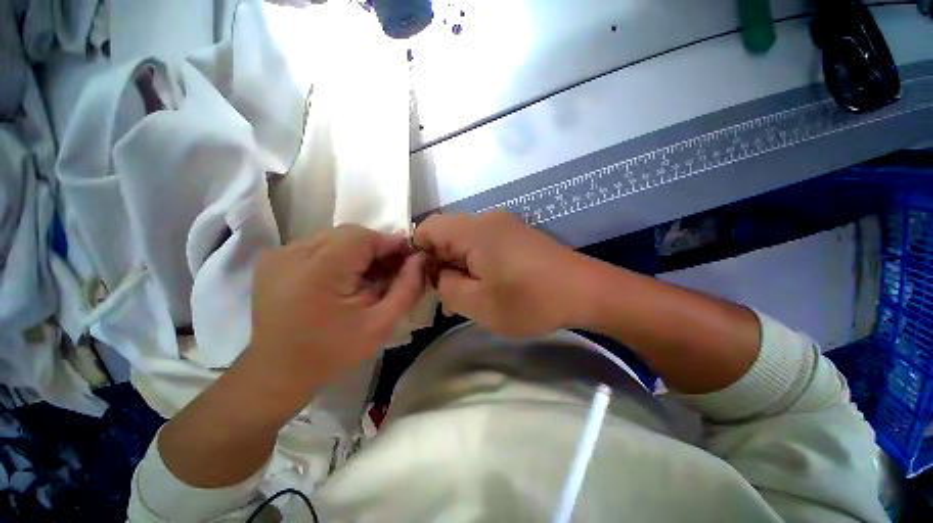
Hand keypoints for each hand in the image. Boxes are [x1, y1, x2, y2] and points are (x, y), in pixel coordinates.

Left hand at [245, 225, 425, 408]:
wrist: (278, 372)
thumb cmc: (333, 351)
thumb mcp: (381, 324)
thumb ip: (407, 288)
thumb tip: (420, 258)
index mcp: (319, 269)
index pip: (364, 236)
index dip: (391, 244)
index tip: (407, 260)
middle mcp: (293, 252)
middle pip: (349, 234)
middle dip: (376, 249)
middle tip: (390, 272)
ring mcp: (278, 254)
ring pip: (334, 237)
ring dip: (357, 252)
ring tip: (368, 277)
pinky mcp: (273, 259)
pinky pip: (317, 245)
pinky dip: (338, 256)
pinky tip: (343, 278)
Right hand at [414, 212, 587, 336]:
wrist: (586, 292)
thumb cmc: (530, 300)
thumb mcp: (478, 303)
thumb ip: (446, 287)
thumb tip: (439, 275)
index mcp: (473, 230)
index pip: (427, 228)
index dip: (418, 253)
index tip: (425, 281)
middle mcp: (487, 220)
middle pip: (447, 233)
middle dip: (440, 263)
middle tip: (447, 295)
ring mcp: (505, 225)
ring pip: (466, 240)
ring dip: (459, 265)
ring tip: (467, 295)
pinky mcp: (517, 234)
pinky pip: (485, 243)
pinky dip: (477, 262)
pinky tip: (487, 285)